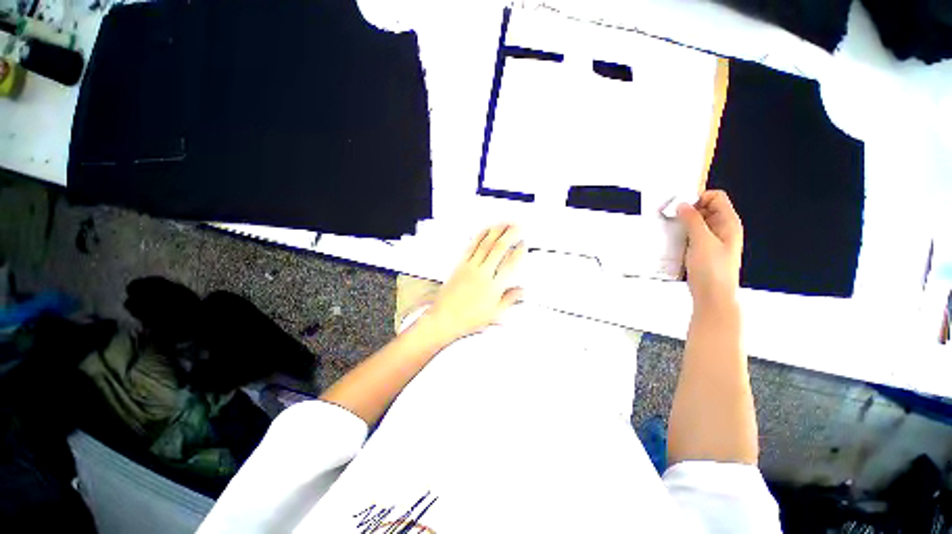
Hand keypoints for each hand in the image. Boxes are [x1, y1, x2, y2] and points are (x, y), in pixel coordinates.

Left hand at [420, 224, 525, 343]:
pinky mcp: (460, 265)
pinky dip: (479, 236)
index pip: (510, 264)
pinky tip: (485, 231)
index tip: (523, 244)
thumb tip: (521, 290)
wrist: (445, 318)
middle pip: (499, 249)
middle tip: (518, 226)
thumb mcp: (494, 314)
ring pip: (485, 244)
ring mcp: (470, 267)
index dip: (519, 252)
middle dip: (510, 234)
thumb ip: (509, 299)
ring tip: (504, 223)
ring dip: (496, 231)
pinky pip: (471, 247)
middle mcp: (483, 274)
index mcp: (494, 287)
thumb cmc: (468, 319)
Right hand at [677, 190, 743, 309]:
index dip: (699, 198)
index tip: (680, 207)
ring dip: (682, 224)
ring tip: (669, 230)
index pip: (716, 197)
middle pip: (705, 209)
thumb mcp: (702, 241)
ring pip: (696, 223)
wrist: (712, 296)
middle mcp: (722, 229)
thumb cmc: (712, 269)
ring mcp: (711, 240)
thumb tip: (683, 204)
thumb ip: (693, 220)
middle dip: (687, 210)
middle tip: (670, 218)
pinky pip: (691, 235)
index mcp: (728, 223)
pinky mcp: (701, 250)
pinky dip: (681, 234)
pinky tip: (672, 240)